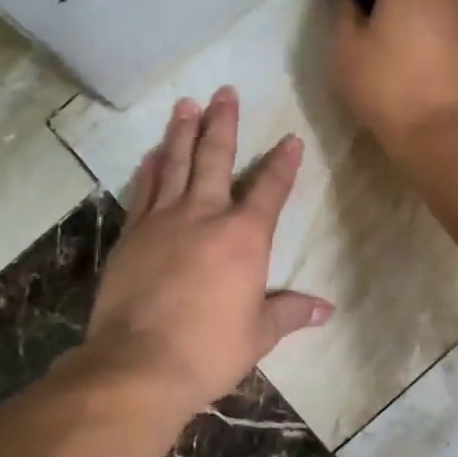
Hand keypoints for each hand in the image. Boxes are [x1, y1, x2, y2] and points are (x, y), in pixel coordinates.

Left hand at [84, 87, 332, 414]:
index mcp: (243, 238)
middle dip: (223, 123)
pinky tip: (154, 153)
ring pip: (175, 164)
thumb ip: (289, 312)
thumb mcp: (258, 334)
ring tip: (187, 104)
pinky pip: (144, 190)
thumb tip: (325, 309)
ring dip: (182, 132)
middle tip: (225, 92)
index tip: (291, 139)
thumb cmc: (209, 350)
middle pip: (215, 159)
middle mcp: (204, 216)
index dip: (283, 164)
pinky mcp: (132, 235)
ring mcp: (162, 221)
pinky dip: (150, 168)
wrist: (139, 364)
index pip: (269, 190)